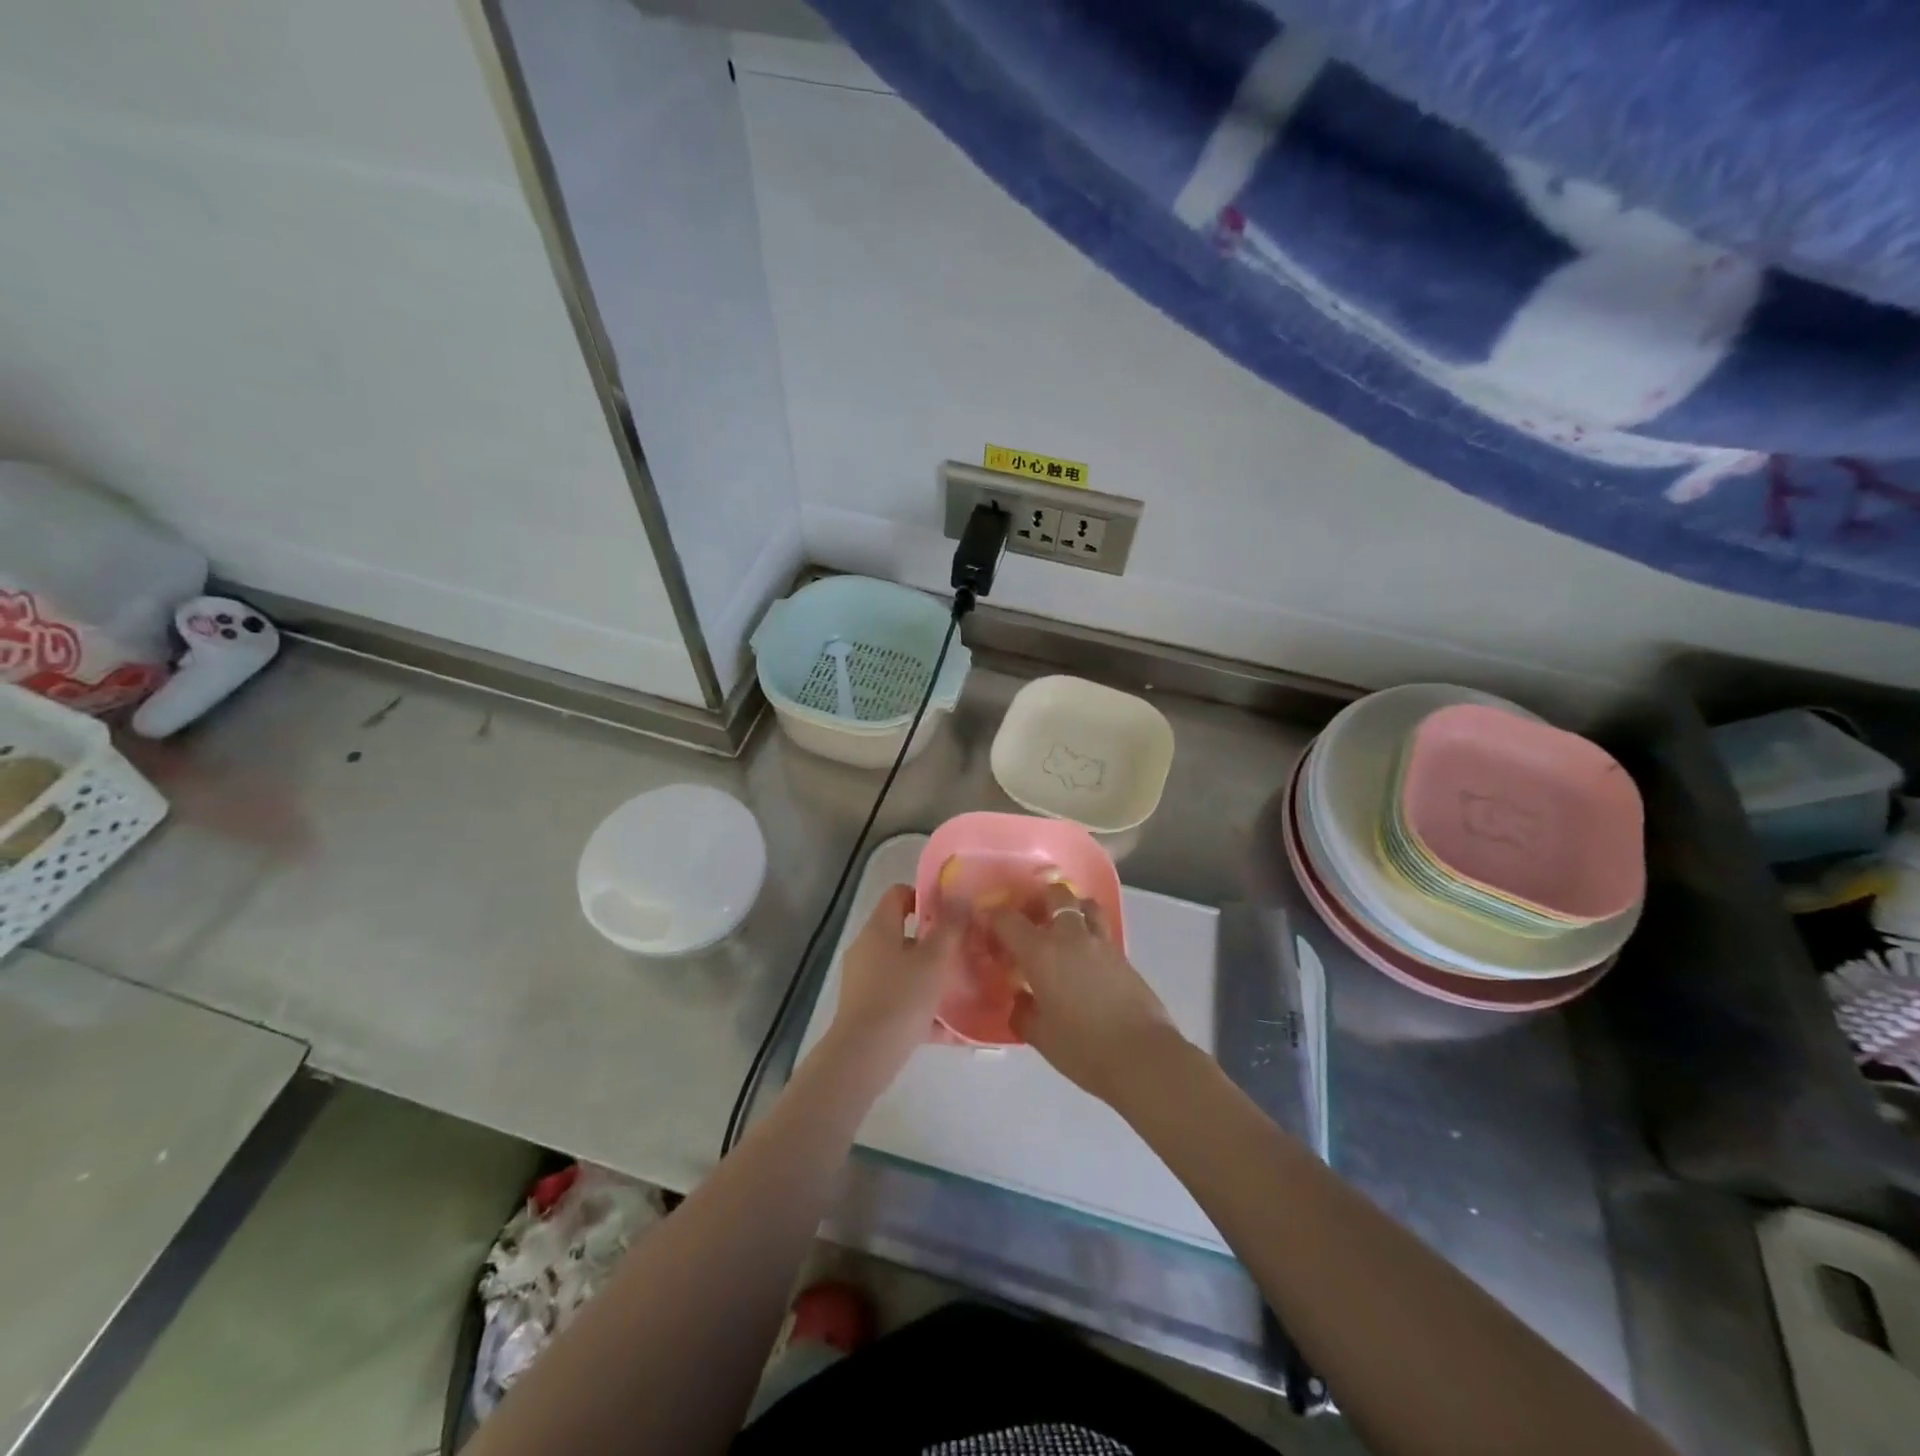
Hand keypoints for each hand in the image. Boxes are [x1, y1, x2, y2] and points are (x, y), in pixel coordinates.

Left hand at [828, 885, 959, 1070]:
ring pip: (904, 970)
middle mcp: (867, 949)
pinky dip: (922, 1008)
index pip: (898, 895)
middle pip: (903, 934)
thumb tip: (959, 898)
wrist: (864, 1056)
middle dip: (934, 942)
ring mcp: (863, 981)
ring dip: (930, 977)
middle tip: (964, 950)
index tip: (952, 911)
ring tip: (961, 987)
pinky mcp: (866, 1011)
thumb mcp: (934, 960)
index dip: (924, 896)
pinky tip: (951, 1028)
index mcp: (879, 929)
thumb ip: (950, 928)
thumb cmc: (901, 998)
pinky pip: (900, 1001)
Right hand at [990, 882, 1182, 1105]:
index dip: (993, 918)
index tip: (987, 927)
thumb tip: (1020, 998)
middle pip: (1055, 895)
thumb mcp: (1040, 1035)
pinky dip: (1089, 931)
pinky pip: (1101, 929)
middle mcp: (1070, 937)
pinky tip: (1085, 956)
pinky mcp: (1123, 956)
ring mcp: (1101, 943)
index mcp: (1041, 952)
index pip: (1008, 920)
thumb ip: (1023, 1012)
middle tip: (1030, 919)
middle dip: (1039, 900)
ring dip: (1072, 908)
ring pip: (1085, 904)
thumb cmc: (1082, 1048)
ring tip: (1063, 928)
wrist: (1142, 1057)